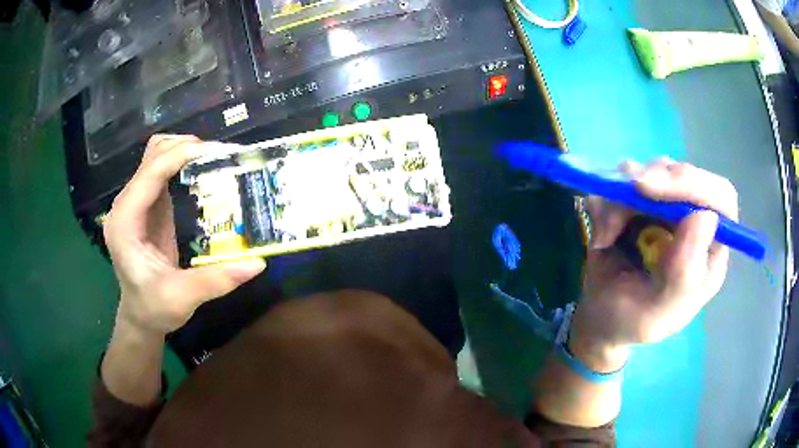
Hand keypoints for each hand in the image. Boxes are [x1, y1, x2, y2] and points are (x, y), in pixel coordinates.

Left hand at [104, 134, 265, 336]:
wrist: (140, 316)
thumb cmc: (154, 308)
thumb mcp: (182, 298)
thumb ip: (215, 280)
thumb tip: (258, 263)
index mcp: (126, 222)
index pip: (150, 173)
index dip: (180, 155)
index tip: (217, 151)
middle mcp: (126, 205)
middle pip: (152, 155)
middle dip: (185, 147)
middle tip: (221, 156)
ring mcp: (135, 203)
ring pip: (156, 157)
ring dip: (183, 151)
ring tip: (213, 159)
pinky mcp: (147, 206)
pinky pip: (162, 171)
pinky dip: (182, 163)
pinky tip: (202, 171)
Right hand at [571, 158, 737, 370]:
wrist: (599, 318)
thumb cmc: (631, 322)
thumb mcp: (657, 314)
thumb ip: (684, 276)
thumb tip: (705, 217)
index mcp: (709, 251)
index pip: (720, 198)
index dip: (693, 184)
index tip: (652, 189)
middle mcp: (693, 222)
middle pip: (684, 175)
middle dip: (654, 181)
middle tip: (626, 195)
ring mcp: (667, 207)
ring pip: (651, 171)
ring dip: (622, 197)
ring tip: (606, 237)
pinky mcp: (641, 200)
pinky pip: (622, 179)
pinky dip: (606, 201)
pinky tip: (601, 234)